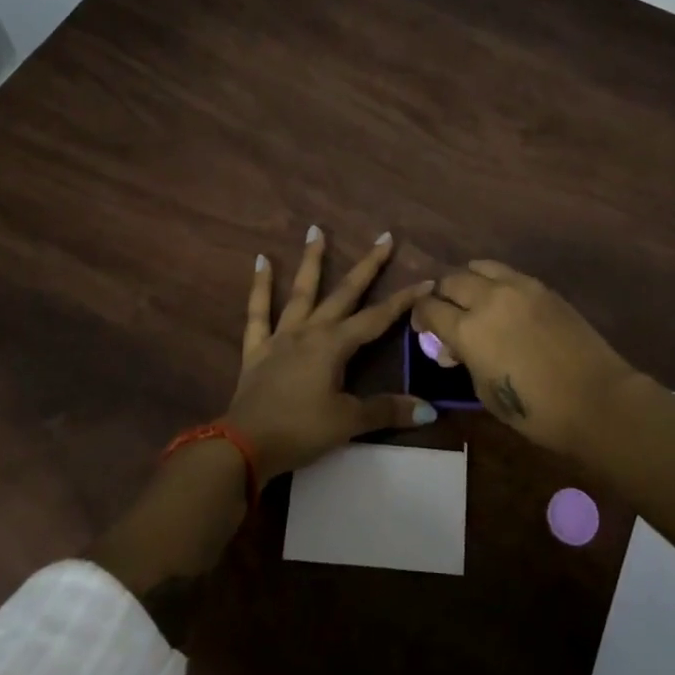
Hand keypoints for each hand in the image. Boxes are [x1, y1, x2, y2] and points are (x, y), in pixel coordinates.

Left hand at [228, 226, 437, 481]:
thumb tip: (430, 411)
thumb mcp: (349, 423)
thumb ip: (387, 411)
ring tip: (316, 230)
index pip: (378, 318)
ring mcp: (281, 336)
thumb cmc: (301, 431)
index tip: (427, 281)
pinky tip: (260, 260)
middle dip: (367, 265)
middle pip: (344, 293)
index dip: (404, 301)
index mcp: (335, 345)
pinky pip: (257, 312)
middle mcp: (310, 331)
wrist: (244, 445)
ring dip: (311, 261)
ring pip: (301, 291)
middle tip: (384, 236)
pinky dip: (260, 286)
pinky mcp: (257, 348)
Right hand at [412, 261, 636, 455]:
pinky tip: (501, 299)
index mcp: (468, 330)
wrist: (596, 399)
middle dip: (441, 296)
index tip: (424, 328)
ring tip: (473, 299)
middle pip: (450, 280)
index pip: (428, 308)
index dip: (420, 317)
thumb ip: (465, 360)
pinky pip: (506, 272)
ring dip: (468, 281)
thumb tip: (455, 347)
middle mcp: (487, 299)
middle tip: (446, 313)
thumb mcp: (484, 392)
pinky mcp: (541, 286)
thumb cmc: (536, 411)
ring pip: (477, 267)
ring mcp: (517, 287)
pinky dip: (494, 281)